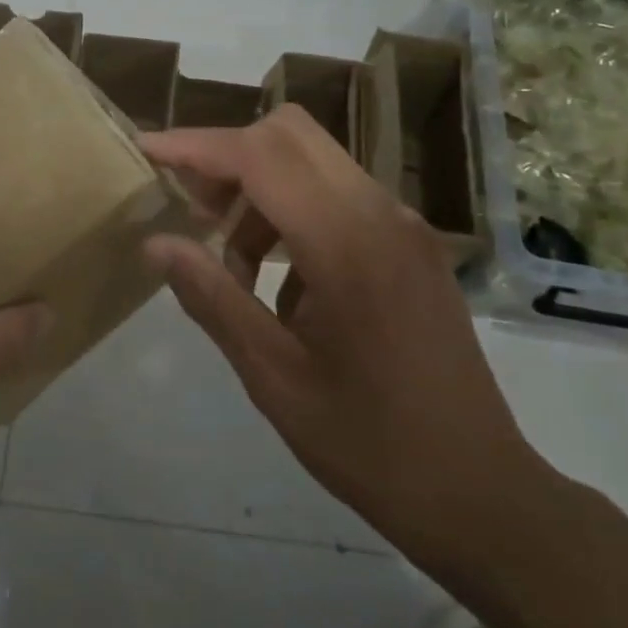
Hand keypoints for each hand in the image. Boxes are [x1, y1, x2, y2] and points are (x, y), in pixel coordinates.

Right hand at [141, 107, 552, 576]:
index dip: (196, 146)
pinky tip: (281, 285)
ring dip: (259, 191)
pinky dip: (293, 214)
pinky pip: (339, 196)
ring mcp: (404, 226)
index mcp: (347, 244)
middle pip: (290, 135)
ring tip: (231, 267)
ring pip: (313, 162)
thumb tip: (156, 243)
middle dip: (227, 156)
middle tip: (190, 210)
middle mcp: (381, 214)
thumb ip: (212, 297)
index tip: (146, 151)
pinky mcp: (412, 245)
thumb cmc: (369, 445)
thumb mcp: (273, 377)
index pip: (259, 155)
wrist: (480, 493)